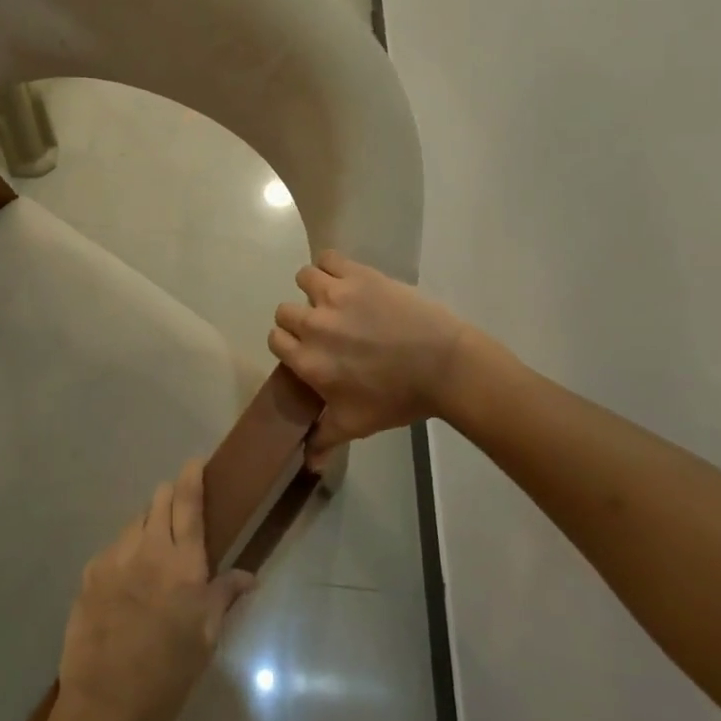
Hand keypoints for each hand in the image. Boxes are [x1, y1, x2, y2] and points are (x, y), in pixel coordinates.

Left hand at [56, 460, 254, 720]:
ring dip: (148, 525)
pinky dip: (126, 550)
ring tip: (154, 550)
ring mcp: (114, 558)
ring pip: (135, 522)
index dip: (192, 476)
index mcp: (183, 565)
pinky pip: (114, 547)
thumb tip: (249, 575)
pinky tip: (128, 578)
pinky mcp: (90, 573)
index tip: (194, 462)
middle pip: (159, 501)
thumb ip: (224, 597)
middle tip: (179, 508)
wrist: (104, 706)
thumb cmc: (167, 676)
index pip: (188, 503)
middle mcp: (148, 550)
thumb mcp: (206, 640)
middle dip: (170, 496)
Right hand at [269, 251, 474, 451]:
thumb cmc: (399, 398)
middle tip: (325, 327)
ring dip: (313, 288)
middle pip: (284, 311)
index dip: (289, 343)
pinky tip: (346, 278)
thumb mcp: (358, 424)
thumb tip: (307, 462)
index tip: (307, 348)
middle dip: (300, 319)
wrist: (444, 366)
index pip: (275, 340)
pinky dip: (332, 265)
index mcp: (309, 362)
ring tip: (334, 298)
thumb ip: (325, 439)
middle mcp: (314, 326)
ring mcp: (335, 296)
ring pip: (303, 278)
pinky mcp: (358, 275)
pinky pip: (329, 258)